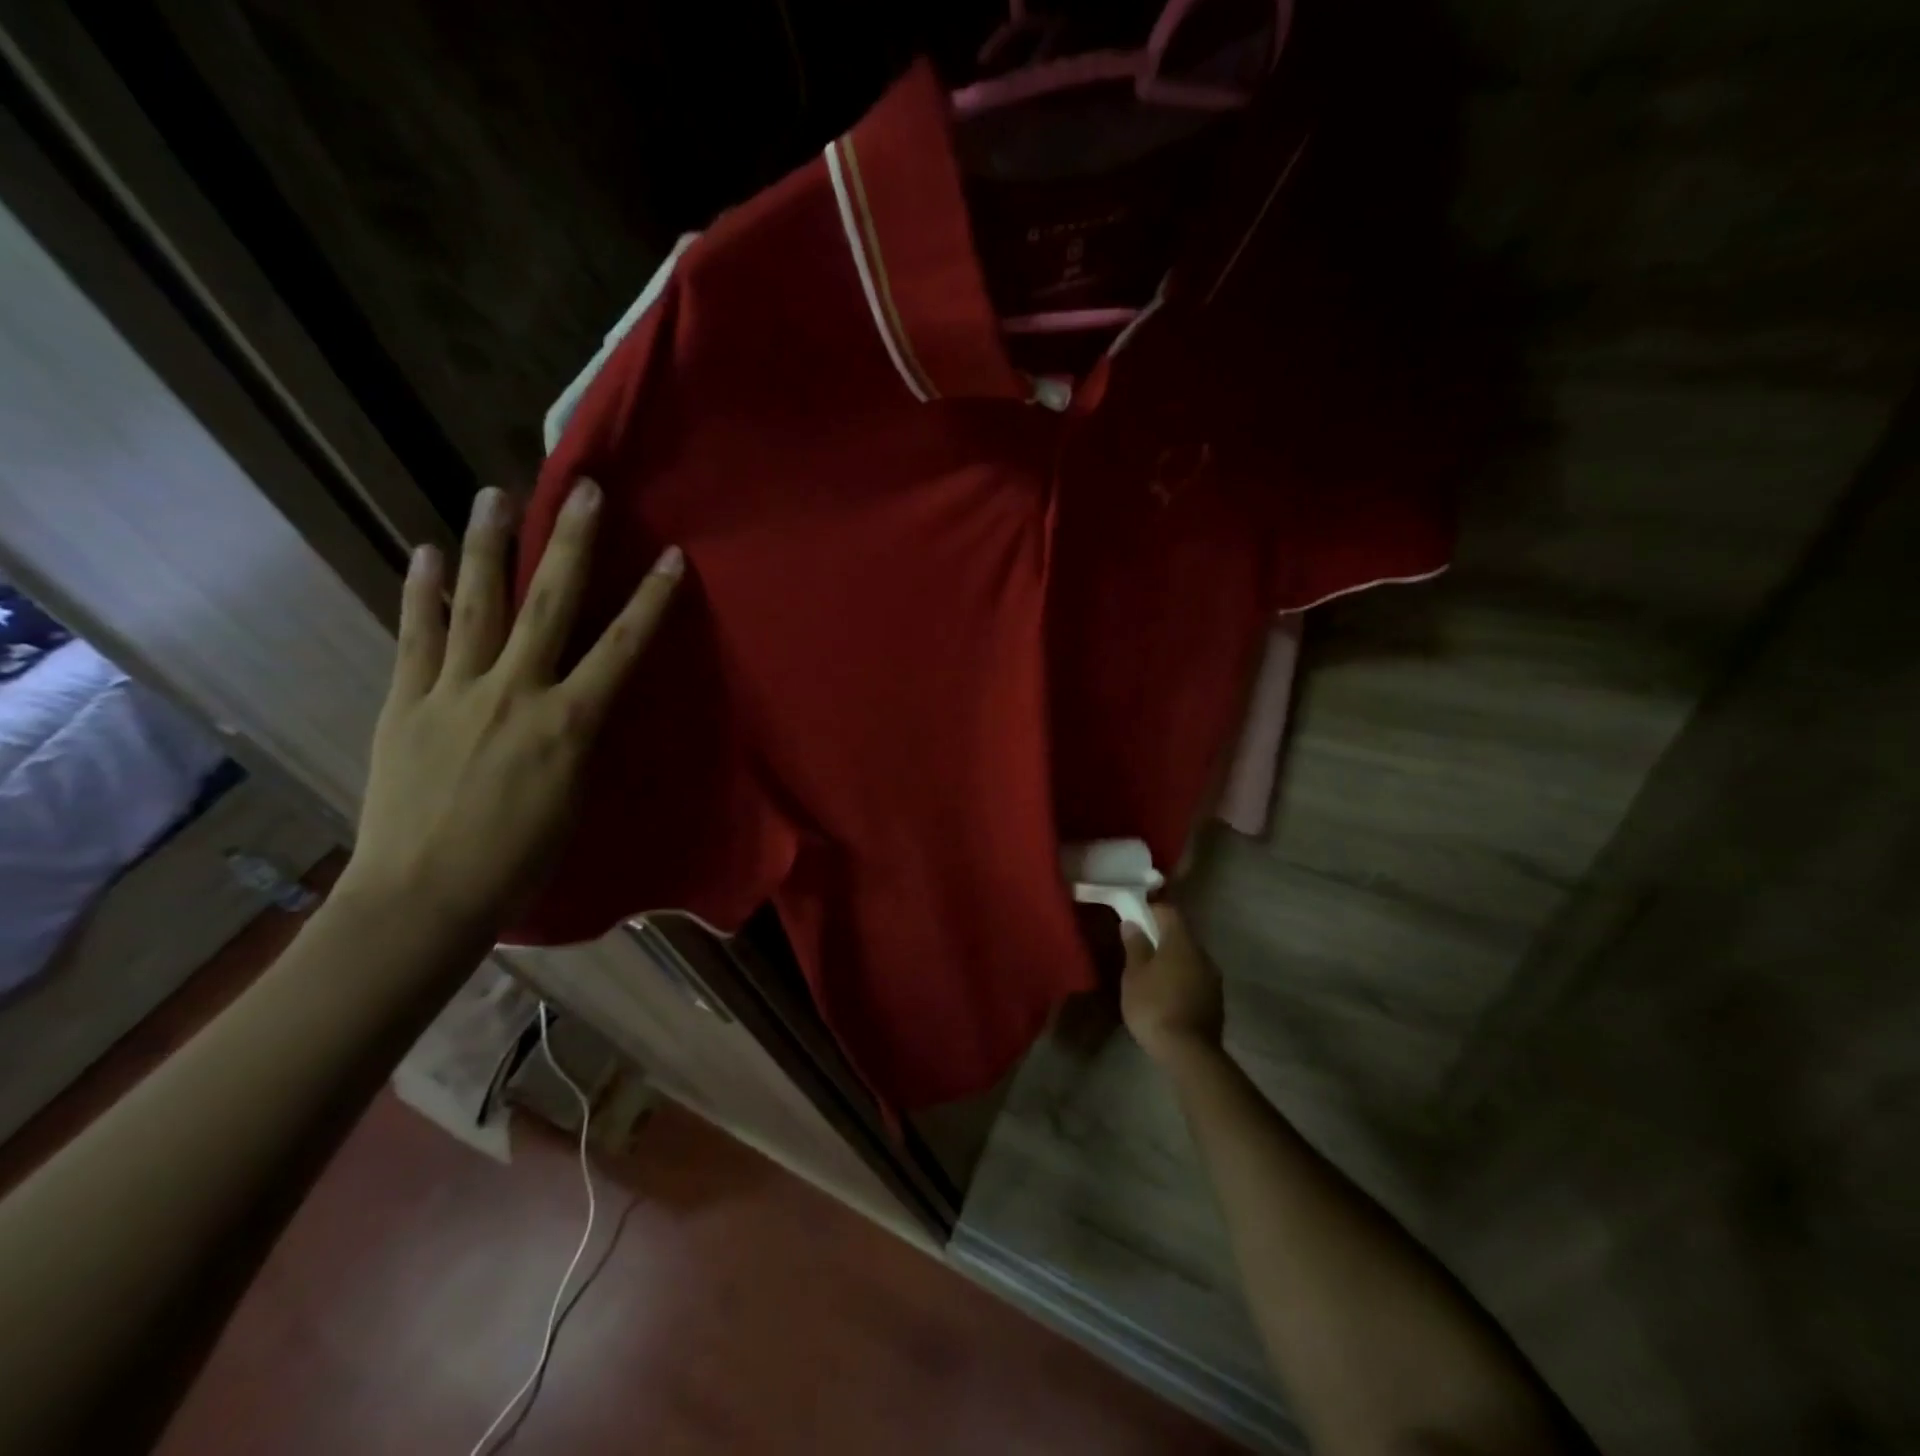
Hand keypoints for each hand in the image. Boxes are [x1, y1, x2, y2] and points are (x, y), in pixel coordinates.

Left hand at [339, 479, 682, 932]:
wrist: (425, 897)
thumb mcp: (575, 798)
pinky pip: (417, 636)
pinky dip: (423, 592)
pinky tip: (427, 551)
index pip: (622, 648)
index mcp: (569, 724)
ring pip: (477, 604)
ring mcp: (454, 692)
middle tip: (583, 491)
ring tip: (496, 494)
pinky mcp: (408, 702)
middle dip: (572, 544)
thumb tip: (586, 699)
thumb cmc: (521, 862)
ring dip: (490, 545)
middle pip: (549, 605)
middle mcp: (515, 693)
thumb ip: (580, 738)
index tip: (674, 558)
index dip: (652, 600)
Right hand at [1120, 904, 1225, 1065]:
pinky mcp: (1216, 1000)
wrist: (1188, 1052)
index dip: (1151, 910)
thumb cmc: (1154, 1006)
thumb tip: (1132, 923)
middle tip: (1139, 948)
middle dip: (1161, 937)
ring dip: (1172, 960)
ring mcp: (1213, 978)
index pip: (1169, 911)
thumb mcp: (1134, 975)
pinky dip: (1181, 979)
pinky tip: (1167, 994)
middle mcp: (1202, 954)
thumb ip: (1135, 946)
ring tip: (1151, 974)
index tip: (1134, 917)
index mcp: (1181, 942)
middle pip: (1181, 935)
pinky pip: (1195, 978)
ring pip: (1190, 958)